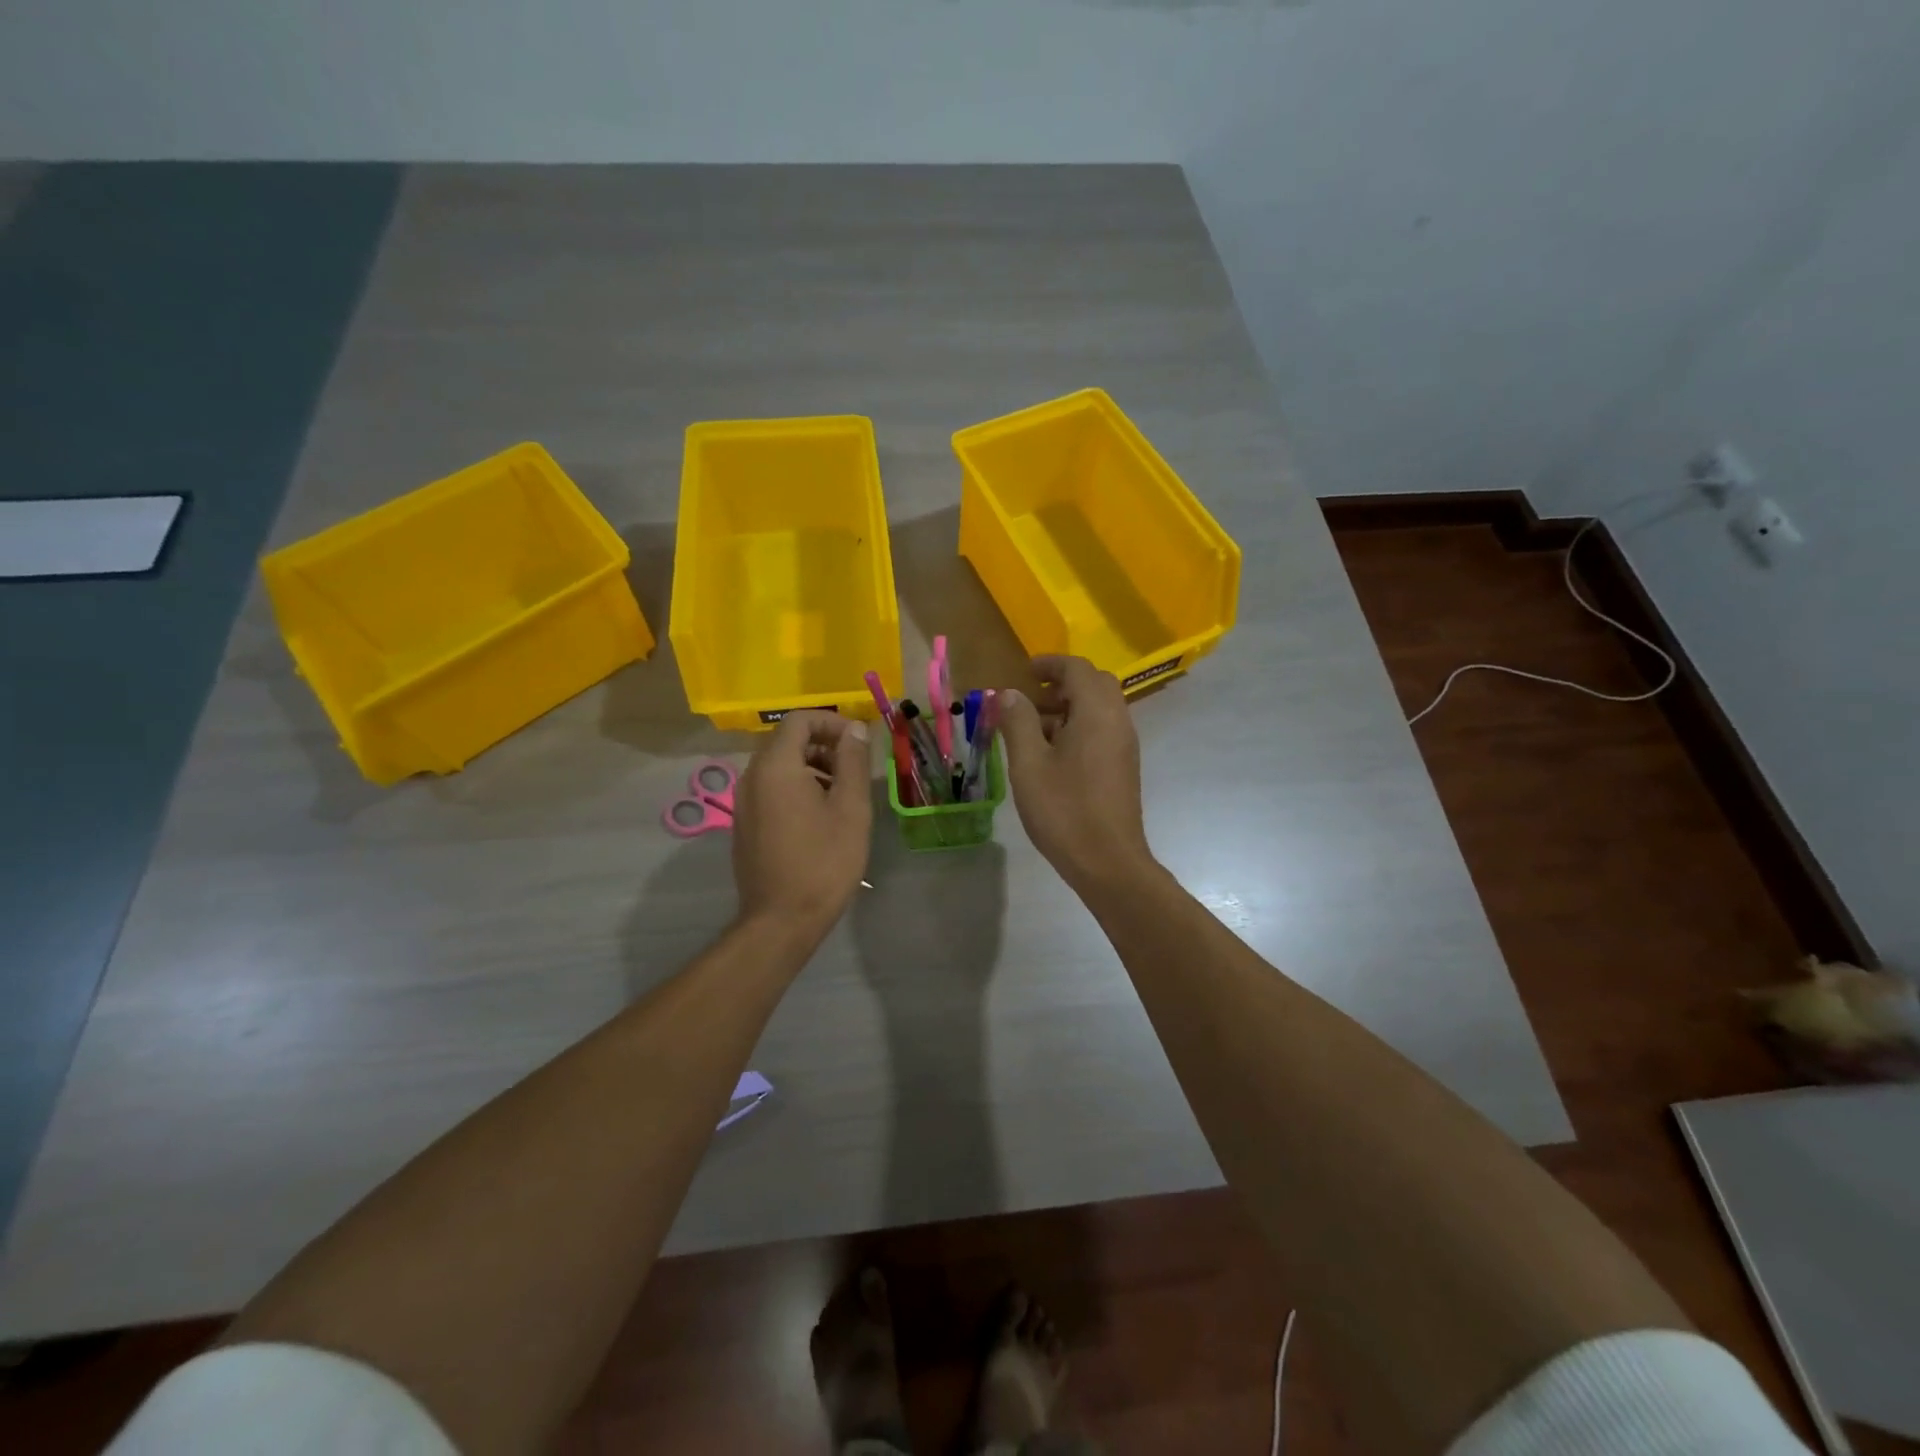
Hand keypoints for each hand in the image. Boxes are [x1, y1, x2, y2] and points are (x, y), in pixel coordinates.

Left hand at [731, 712, 871, 936]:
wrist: (781, 920)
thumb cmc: (824, 861)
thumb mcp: (850, 808)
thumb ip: (853, 761)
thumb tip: (853, 729)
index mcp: (775, 766)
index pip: (799, 720)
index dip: (831, 722)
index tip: (858, 741)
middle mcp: (751, 776)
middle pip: (786, 740)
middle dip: (823, 744)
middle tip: (854, 767)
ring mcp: (743, 801)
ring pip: (778, 765)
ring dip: (811, 766)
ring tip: (842, 792)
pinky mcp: (744, 823)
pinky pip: (770, 788)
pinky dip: (796, 786)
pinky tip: (820, 815)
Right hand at [999, 656, 1154, 890]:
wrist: (1108, 861)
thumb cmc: (1064, 810)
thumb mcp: (1029, 764)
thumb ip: (1018, 722)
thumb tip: (1010, 693)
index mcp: (1096, 713)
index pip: (1078, 669)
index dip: (1050, 663)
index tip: (1025, 670)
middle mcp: (1117, 721)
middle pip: (1095, 684)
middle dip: (1062, 682)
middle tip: (1030, 696)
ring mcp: (1124, 745)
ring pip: (1100, 708)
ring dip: (1069, 706)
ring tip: (1033, 728)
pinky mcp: (1124, 765)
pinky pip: (1103, 729)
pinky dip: (1079, 726)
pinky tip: (1052, 753)